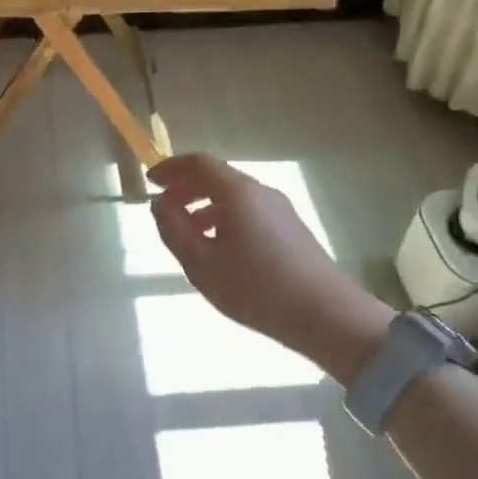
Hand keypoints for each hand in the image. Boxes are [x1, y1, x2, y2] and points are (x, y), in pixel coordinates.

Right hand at [148, 153, 392, 384]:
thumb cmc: (256, 288)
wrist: (326, 315)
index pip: (199, 163)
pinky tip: (218, 249)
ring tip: (187, 234)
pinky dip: (224, 218)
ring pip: (233, 196)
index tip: (151, 181)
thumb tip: (159, 204)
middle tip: (164, 209)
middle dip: (186, 188)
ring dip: (204, 206)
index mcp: (237, 192)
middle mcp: (260, 192)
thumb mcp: (201, 263)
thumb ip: (174, 230)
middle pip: (217, 177)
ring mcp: (280, 209)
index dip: (171, 168)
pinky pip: (249, 211)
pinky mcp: (291, 228)